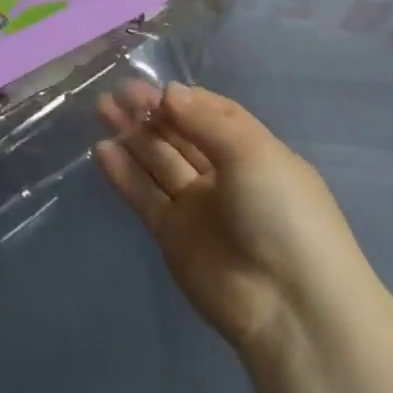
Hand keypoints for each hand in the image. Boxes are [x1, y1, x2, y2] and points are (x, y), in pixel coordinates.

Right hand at [96, 83, 367, 353]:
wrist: (289, 305)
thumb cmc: (282, 213)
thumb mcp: (252, 153)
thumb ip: (205, 121)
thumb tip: (169, 92)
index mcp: (254, 152)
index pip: (214, 114)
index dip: (185, 99)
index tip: (156, 87)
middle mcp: (225, 175)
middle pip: (181, 135)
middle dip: (152, 112)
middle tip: (118, 92)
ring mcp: (197, 206)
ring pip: (158, 161)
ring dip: (133, 135)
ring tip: (103, 108)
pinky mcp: (172, 235)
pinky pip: (145, 196)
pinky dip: (124, 173)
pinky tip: (102, 149)